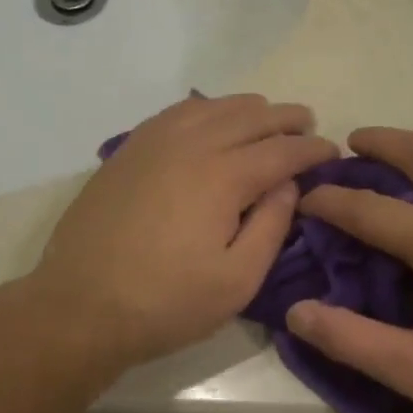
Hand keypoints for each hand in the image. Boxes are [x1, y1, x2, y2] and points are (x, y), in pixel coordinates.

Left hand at [31, 94, 337, 367]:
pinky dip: (204, 108)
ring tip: (265, 115)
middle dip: (285, 118)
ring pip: (211, 107)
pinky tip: (209, 118)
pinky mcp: (127, 151)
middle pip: (249, 117)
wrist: (80, 305)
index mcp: (223, 177)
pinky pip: (175, 113)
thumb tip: (287, 184)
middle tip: (307, 124)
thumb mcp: (237, 280)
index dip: (312, 149)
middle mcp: (191, 145)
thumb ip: (271, 226)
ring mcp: (153, 143)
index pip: (281, 151)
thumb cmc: (166, 303)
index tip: (332, 151)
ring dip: (246, 108)